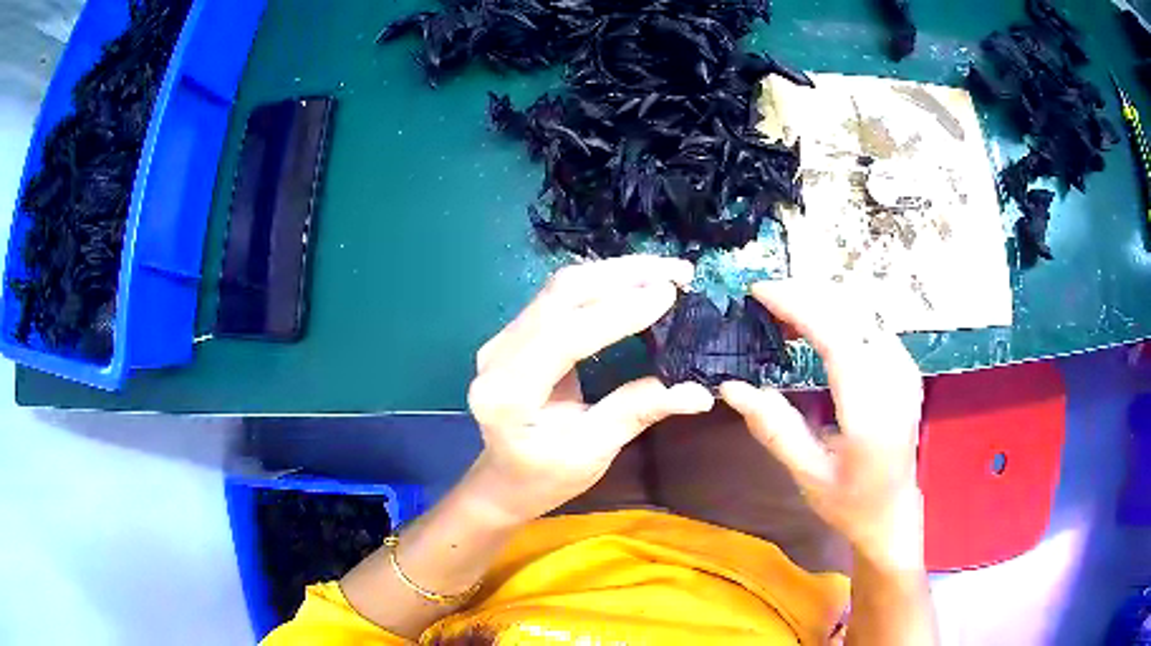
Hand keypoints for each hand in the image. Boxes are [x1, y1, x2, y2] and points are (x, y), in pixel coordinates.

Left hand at [466, 256, 714, 524]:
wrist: (504, 480)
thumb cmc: (545, 477)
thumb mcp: (593, 452)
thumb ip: (638, 412)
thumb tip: (700, 391)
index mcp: (508, 394)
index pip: (564, 336)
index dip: (618, 312)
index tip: (670, 294)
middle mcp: (496, 356)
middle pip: (560, 296)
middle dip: (623, 277)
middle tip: (678, 273)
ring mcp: (501, 339)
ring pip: (561, 288)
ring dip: (616, 274)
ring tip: (666, 271)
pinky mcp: (514, 333)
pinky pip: (559, 296)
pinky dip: (602, 284)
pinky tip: (635, 282)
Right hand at [719, 280, 924, 569]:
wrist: (892, 512)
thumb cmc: (849, 501)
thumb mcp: (806, 474)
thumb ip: (773, 428)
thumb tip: (731, 387)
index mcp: (871, 412)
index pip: (837, 339)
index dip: (798, 306)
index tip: (760, 291)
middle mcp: (895, 380)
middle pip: (851, 314)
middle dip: (806, 294)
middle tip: (764, 297)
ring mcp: (905, 370)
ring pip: (863, 312)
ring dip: (822, 300)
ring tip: (783, 307)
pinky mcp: (905, 367)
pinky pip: (870, 323)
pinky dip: (839, 313)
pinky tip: (816, 322)